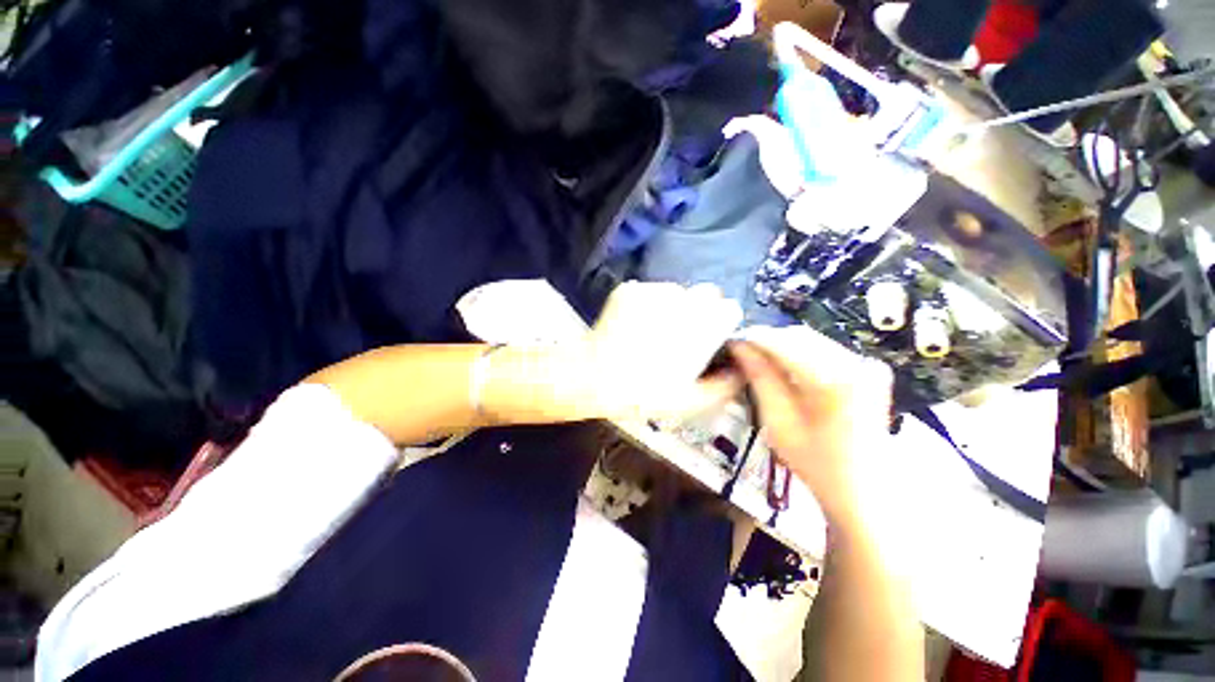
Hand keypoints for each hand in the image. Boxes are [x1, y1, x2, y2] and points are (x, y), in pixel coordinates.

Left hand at [542, 282, 744, 422]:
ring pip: (676, 291)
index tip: (709, 335)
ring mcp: (653, 290)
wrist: (594, 376)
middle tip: (681, 334)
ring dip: (672, 307)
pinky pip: (650, 291)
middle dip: (700, 311)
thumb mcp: (690, 400)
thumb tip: (740, 370)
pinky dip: (648, 305)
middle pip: (706, 294)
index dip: (721, 323)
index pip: (729, 309)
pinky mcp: (630, 288)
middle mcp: (681, 300)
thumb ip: (724, 385)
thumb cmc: (642, 391)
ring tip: (653, 332)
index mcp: (701, 326)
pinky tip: (636, 326)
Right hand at [730, 326, 892, 526]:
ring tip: (758, 358)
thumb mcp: (778, 422)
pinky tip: (784, 368)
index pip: (784, 342)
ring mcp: (866, 364)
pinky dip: (799, 354)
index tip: (732, 342)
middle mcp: (855, 362)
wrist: (867, 490)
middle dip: (767, 340)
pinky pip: (824, 350)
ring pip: (811, 340)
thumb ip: (760, 378)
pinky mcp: (869, 369)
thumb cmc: (817, 463)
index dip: (754, 338)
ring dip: (782, 345)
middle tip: (742, 351)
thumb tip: (740, 347)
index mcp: (834, 379)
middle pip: (799, 336)